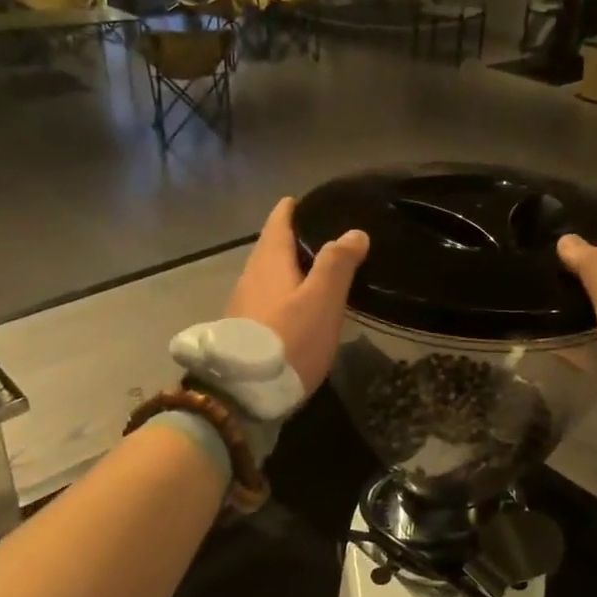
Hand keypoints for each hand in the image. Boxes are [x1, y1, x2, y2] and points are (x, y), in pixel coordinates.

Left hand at [226, 198, 369, 393]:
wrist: (242, 395)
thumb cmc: (288, 339)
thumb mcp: (322, 299)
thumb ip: (337, 264)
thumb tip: (354, 232)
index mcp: (268, 261)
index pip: (279, 220)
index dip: (295, 208)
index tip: (314, 201)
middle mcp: (250, 276)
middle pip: (272, 247)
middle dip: (296, 238)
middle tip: (328, 236)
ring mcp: (243, 304)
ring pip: (270, 274)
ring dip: (292, 268)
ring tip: (321, 270)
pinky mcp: (244, 330)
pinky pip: (268, 298)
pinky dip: (286, 293)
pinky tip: (302, 307)